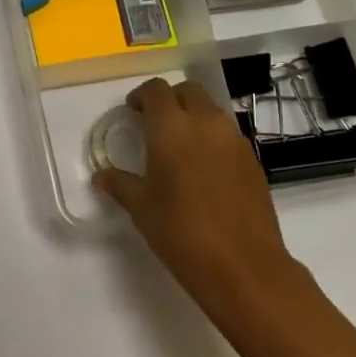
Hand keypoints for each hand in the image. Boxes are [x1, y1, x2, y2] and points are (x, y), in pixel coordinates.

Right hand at [94, 78, 310, 332]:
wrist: (243, 266)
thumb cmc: (181, 232)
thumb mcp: (141, 208)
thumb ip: (120, 184)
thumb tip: (103, 175)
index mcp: (172, 128)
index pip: (156, 91)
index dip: (141, 96)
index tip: (132, 111)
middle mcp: (206, 123)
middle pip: (188, 92)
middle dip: (169, 100)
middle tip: (154, 123)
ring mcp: (234, 140)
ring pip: (211, 111)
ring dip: (193, 117)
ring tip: (178, 146)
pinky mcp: (252, 160)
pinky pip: (227, 135)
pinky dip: (211, 139)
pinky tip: (202, 169)